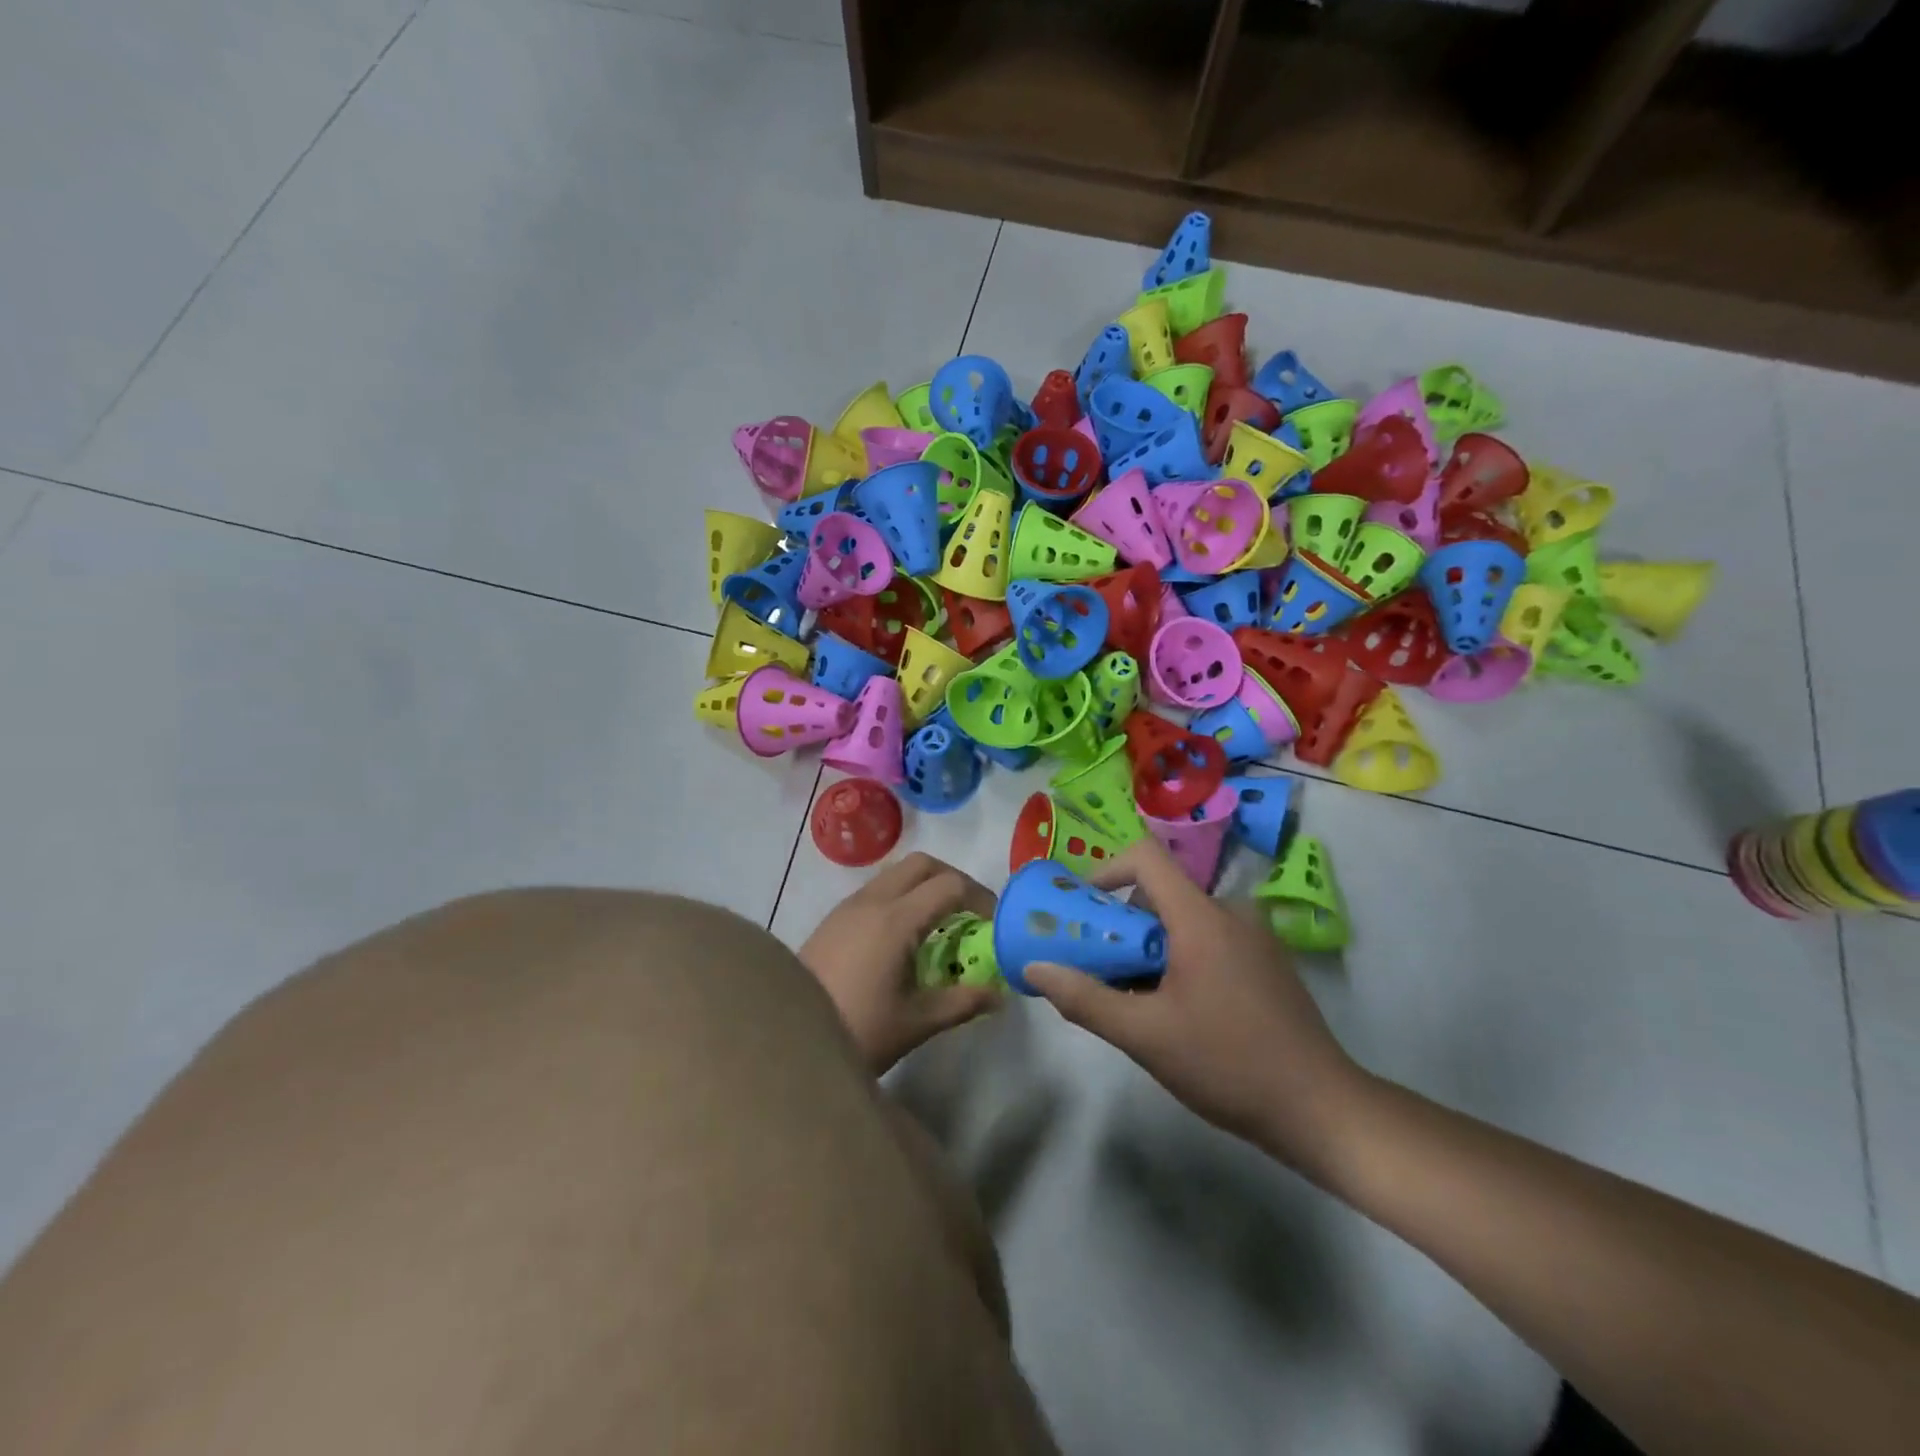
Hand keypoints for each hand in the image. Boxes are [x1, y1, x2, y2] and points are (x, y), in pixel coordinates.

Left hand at [799, 853, 1002, 1072]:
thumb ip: (963, 1002)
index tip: (995, 923)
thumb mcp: (917, 1022)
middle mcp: (873, 901)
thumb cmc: (858, 1031)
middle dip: (954, 880)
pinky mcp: (833, 918)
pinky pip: (877, 889)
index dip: (981, 897)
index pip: (950, 885)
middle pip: (922, 864)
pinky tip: (905, 935)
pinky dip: (902, 896)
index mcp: (897, 920)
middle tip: (971, 913)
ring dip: (925, 885)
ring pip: (896, 873)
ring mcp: (849, 906)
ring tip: (940, 924)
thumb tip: (1000, 995)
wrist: (785, 1039)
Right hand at [1022, 839, 1367, 1177]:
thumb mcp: (1145, 1036)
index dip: (1105, 870)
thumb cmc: (1227, 1063)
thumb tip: (1035, 967)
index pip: (1145, 857)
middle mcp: (1230, 912)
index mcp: (1201, 916)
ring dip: (1149, 948)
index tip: (1081, 909)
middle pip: (1160, 893)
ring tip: (1134, 998)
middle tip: (1098, 967)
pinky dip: (1180, 958)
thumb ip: (1085, 998)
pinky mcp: (1267, 963)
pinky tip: (1177, 1011)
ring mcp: (1255, 937)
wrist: (1321, 1110)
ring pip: (1184, 921)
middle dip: (1121, 924)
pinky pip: (1210, 940)